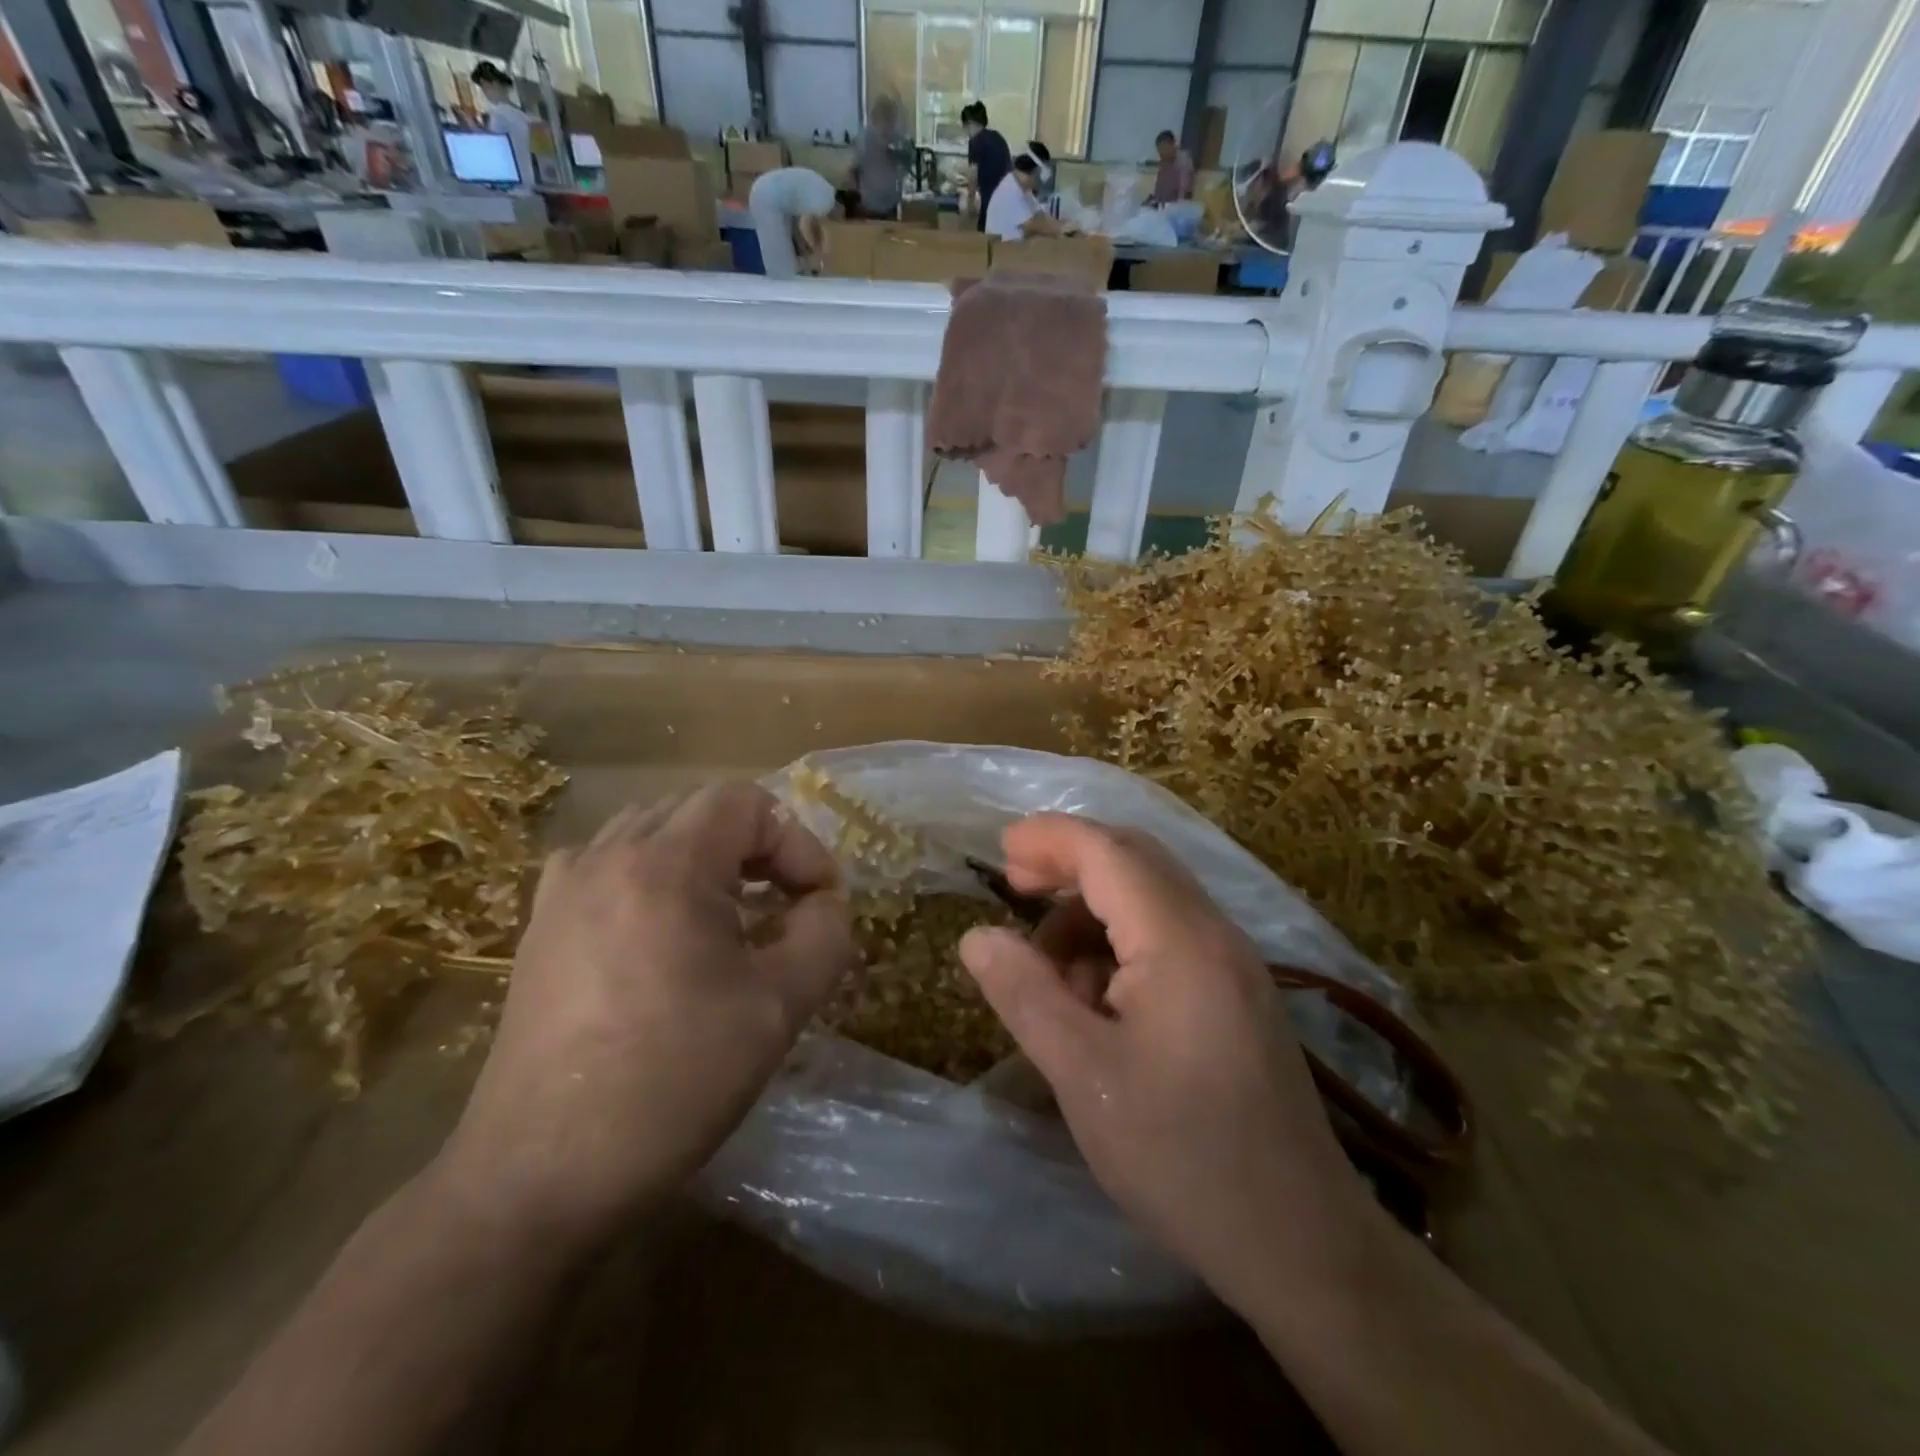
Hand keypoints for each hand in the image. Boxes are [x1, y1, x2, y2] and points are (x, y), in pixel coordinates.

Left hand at [437, 783, 853, 1242]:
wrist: (541, 1175)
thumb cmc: (672, 1082)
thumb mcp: (779, 1008)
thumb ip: (825, 934)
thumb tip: (825, 902)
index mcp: (665, 866)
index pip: (745, 802)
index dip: (795, 840)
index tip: (817, 900)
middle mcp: (606, 857)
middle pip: (699, 809)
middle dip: (756, 846)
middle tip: (784, 903)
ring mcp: (564, 889)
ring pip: (653, 831)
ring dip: (705, 857)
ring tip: (729, 914)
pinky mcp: (540, 925)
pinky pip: (608, 864)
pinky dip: (652, 874)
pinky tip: (662, 929)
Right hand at [959, 814, 1372, 1308]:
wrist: (1301, 1245)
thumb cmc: (1181, 1156)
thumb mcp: (1083, 1075)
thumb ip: (1024, 994)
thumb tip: (977, 936)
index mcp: (1181, 941)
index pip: (1108, 852)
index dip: (1050, 838)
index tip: (999, 850)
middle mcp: (1215, 934)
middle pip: (1135, 859)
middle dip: (1070, 863)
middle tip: (1015, 889)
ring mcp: (1235, 964)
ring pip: (1152, 898)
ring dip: (1093, 911)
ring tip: (1052, 973)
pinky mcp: (1239, 994)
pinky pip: (1171, 936)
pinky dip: (1122, 943)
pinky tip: (1097, 999)